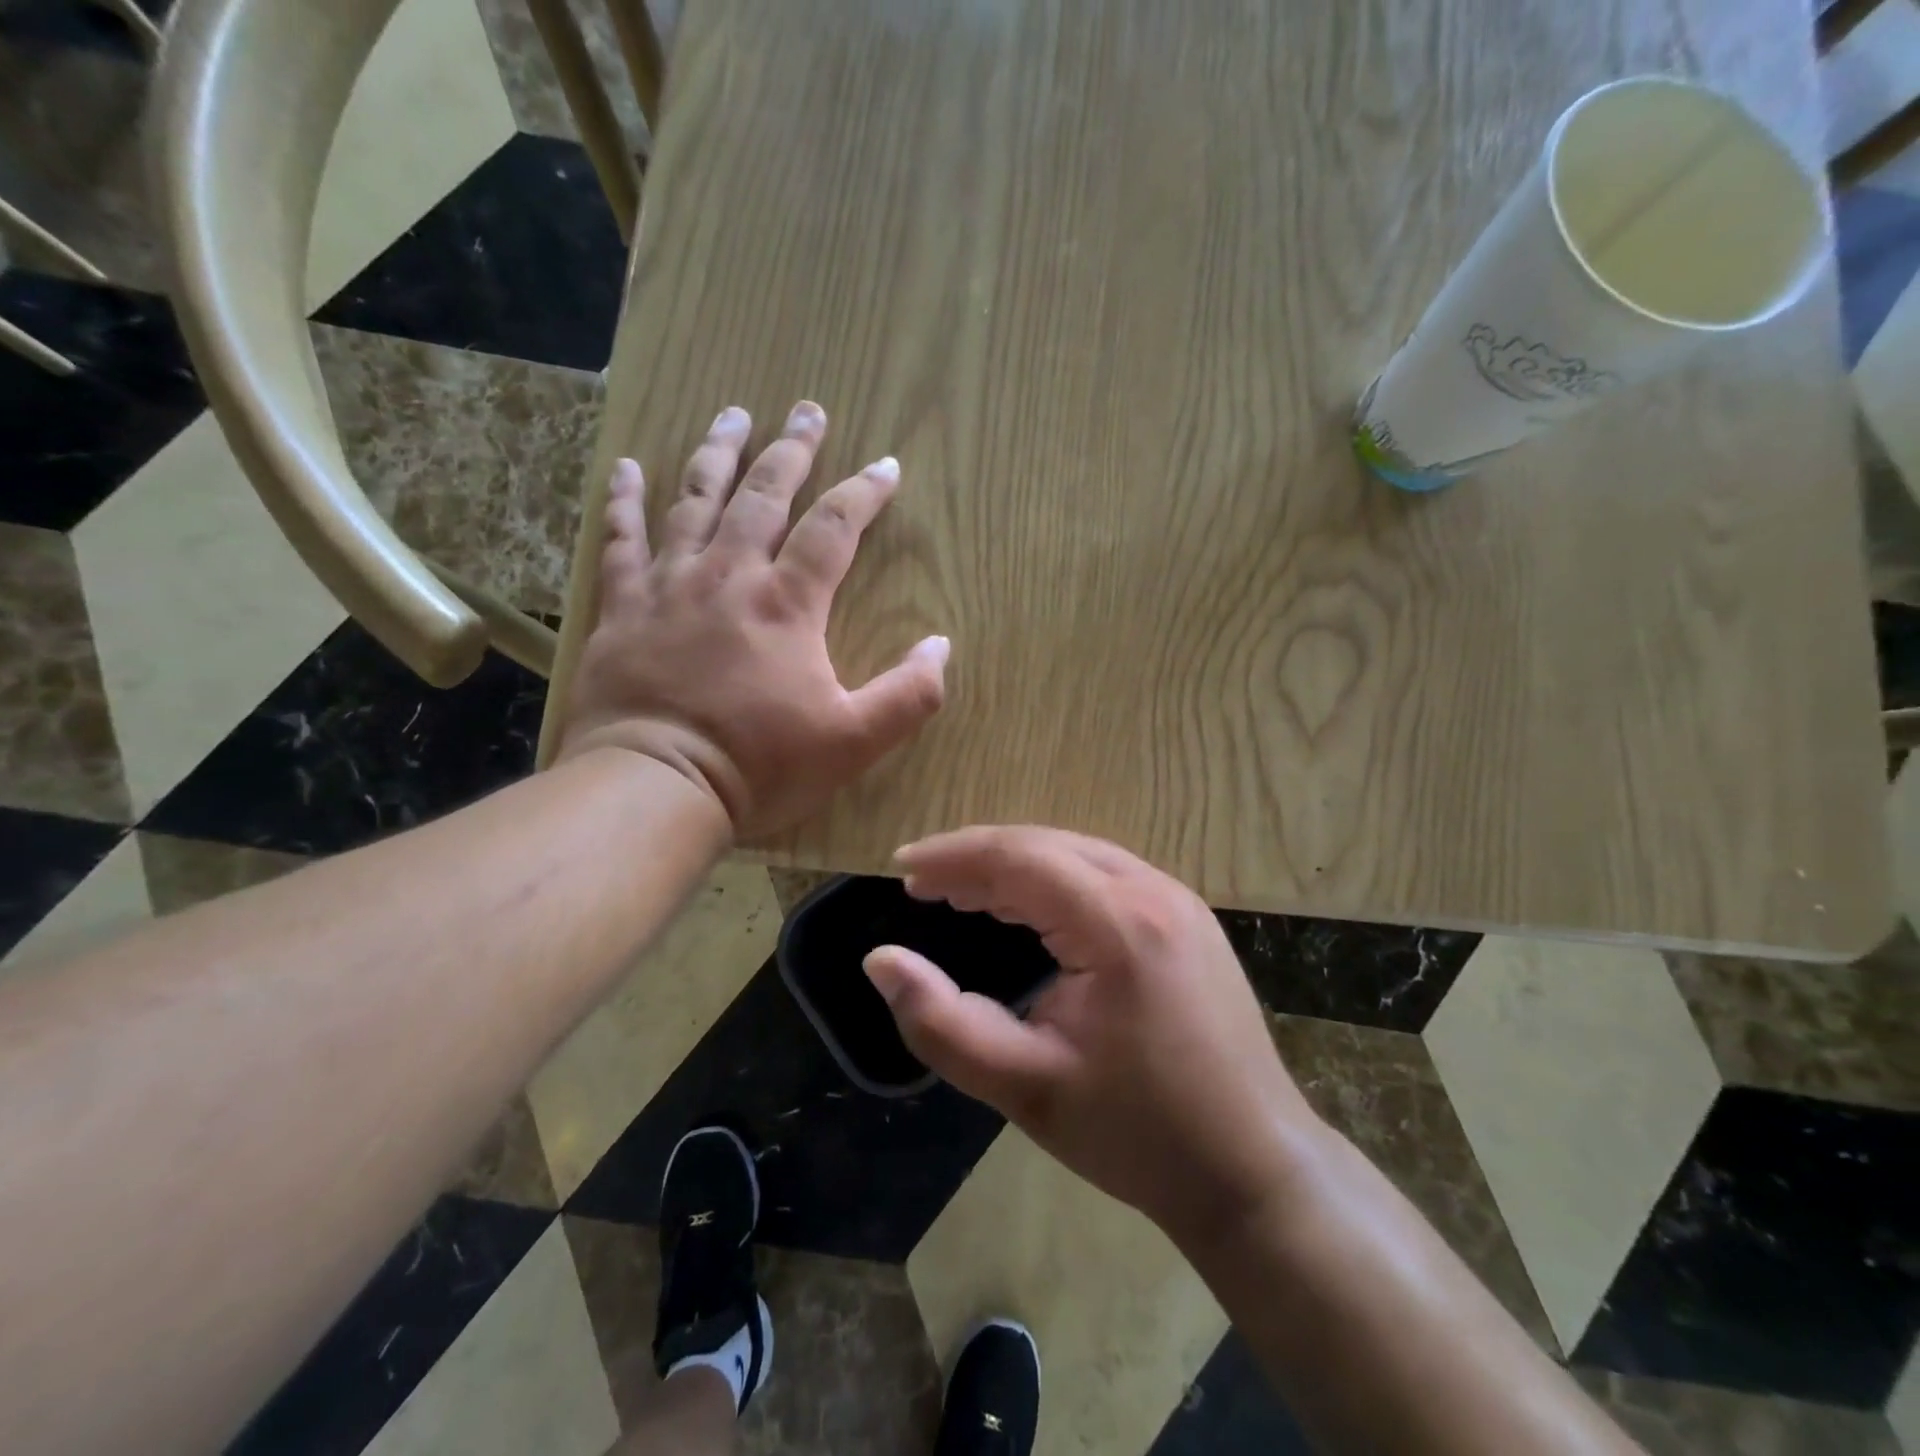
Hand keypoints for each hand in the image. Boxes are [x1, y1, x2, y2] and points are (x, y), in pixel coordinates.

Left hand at [553, 402, 948, 837]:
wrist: (655, 786)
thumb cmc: (760, 765)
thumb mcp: (854, 741)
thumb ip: (909, 694)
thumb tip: (941, 645)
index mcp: (788, 603)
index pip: (834, 529)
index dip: (864, 493)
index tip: (886, 466)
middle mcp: (729, 576)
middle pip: (764, 495)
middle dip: (792, 450)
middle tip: (807, 410)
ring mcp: (669, 586)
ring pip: (695, 501)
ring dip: (717, 454)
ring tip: (733, 415)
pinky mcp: (623, 608)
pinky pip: (622, 540)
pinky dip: (624, 502)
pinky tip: (627, 468)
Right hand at [864, 827, 1318, 1250]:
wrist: (1254, 1169)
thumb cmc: (1136, 1132)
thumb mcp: (1024, 1087)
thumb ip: (942, 1023)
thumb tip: (880, 961)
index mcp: (1119, 923)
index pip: (1020, 857)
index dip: (954, 856)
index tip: (903, 867)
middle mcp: (1153, 891)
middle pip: (1048, 845)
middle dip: (979, 857)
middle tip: (924, 883)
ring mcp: (1179, 901)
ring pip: (1078, 855)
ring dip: (1015, 866)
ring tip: (961, 891)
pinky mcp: (1188, 920)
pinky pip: (1105, 876)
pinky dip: (1053, 881)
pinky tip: (1026, 907)